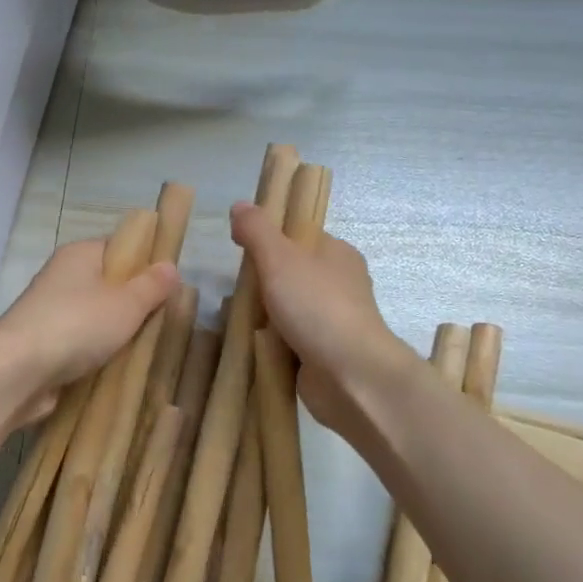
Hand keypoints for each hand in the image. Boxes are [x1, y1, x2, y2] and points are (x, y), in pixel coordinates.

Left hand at [0, 239, 178, 420]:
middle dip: (134, 302)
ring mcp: (50, 311)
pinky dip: (98, 353)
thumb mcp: (126, 304)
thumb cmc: (77, 326)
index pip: (120, 247)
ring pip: (95, 316)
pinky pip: (81, 342)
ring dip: (117, 332)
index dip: (146, 262)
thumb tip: (170, 266)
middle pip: (108, 284)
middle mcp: (62, 277)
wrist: (17, 372)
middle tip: (164, 321)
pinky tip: (118, 366)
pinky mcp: (44, 344)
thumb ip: (152, 286)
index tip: (169, 286)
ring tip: (147, 347)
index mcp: (79, 254)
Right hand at [231, 201, 413, 434]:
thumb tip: (239, 206)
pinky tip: (248, 345)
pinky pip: (287, 341)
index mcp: (337, 254)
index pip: (298, 237)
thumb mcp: (280, 258)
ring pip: (285, 310)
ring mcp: (331, 322)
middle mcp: (337, 285)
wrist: (350, 376)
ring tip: (232, 319)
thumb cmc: (317, 307)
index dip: (268, 240)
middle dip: (259, 283)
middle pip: (288, 275)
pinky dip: (269, 344)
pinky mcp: (322, 354)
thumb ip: (257, 231)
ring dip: (261, 316)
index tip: (239, 250)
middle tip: (233, 290)